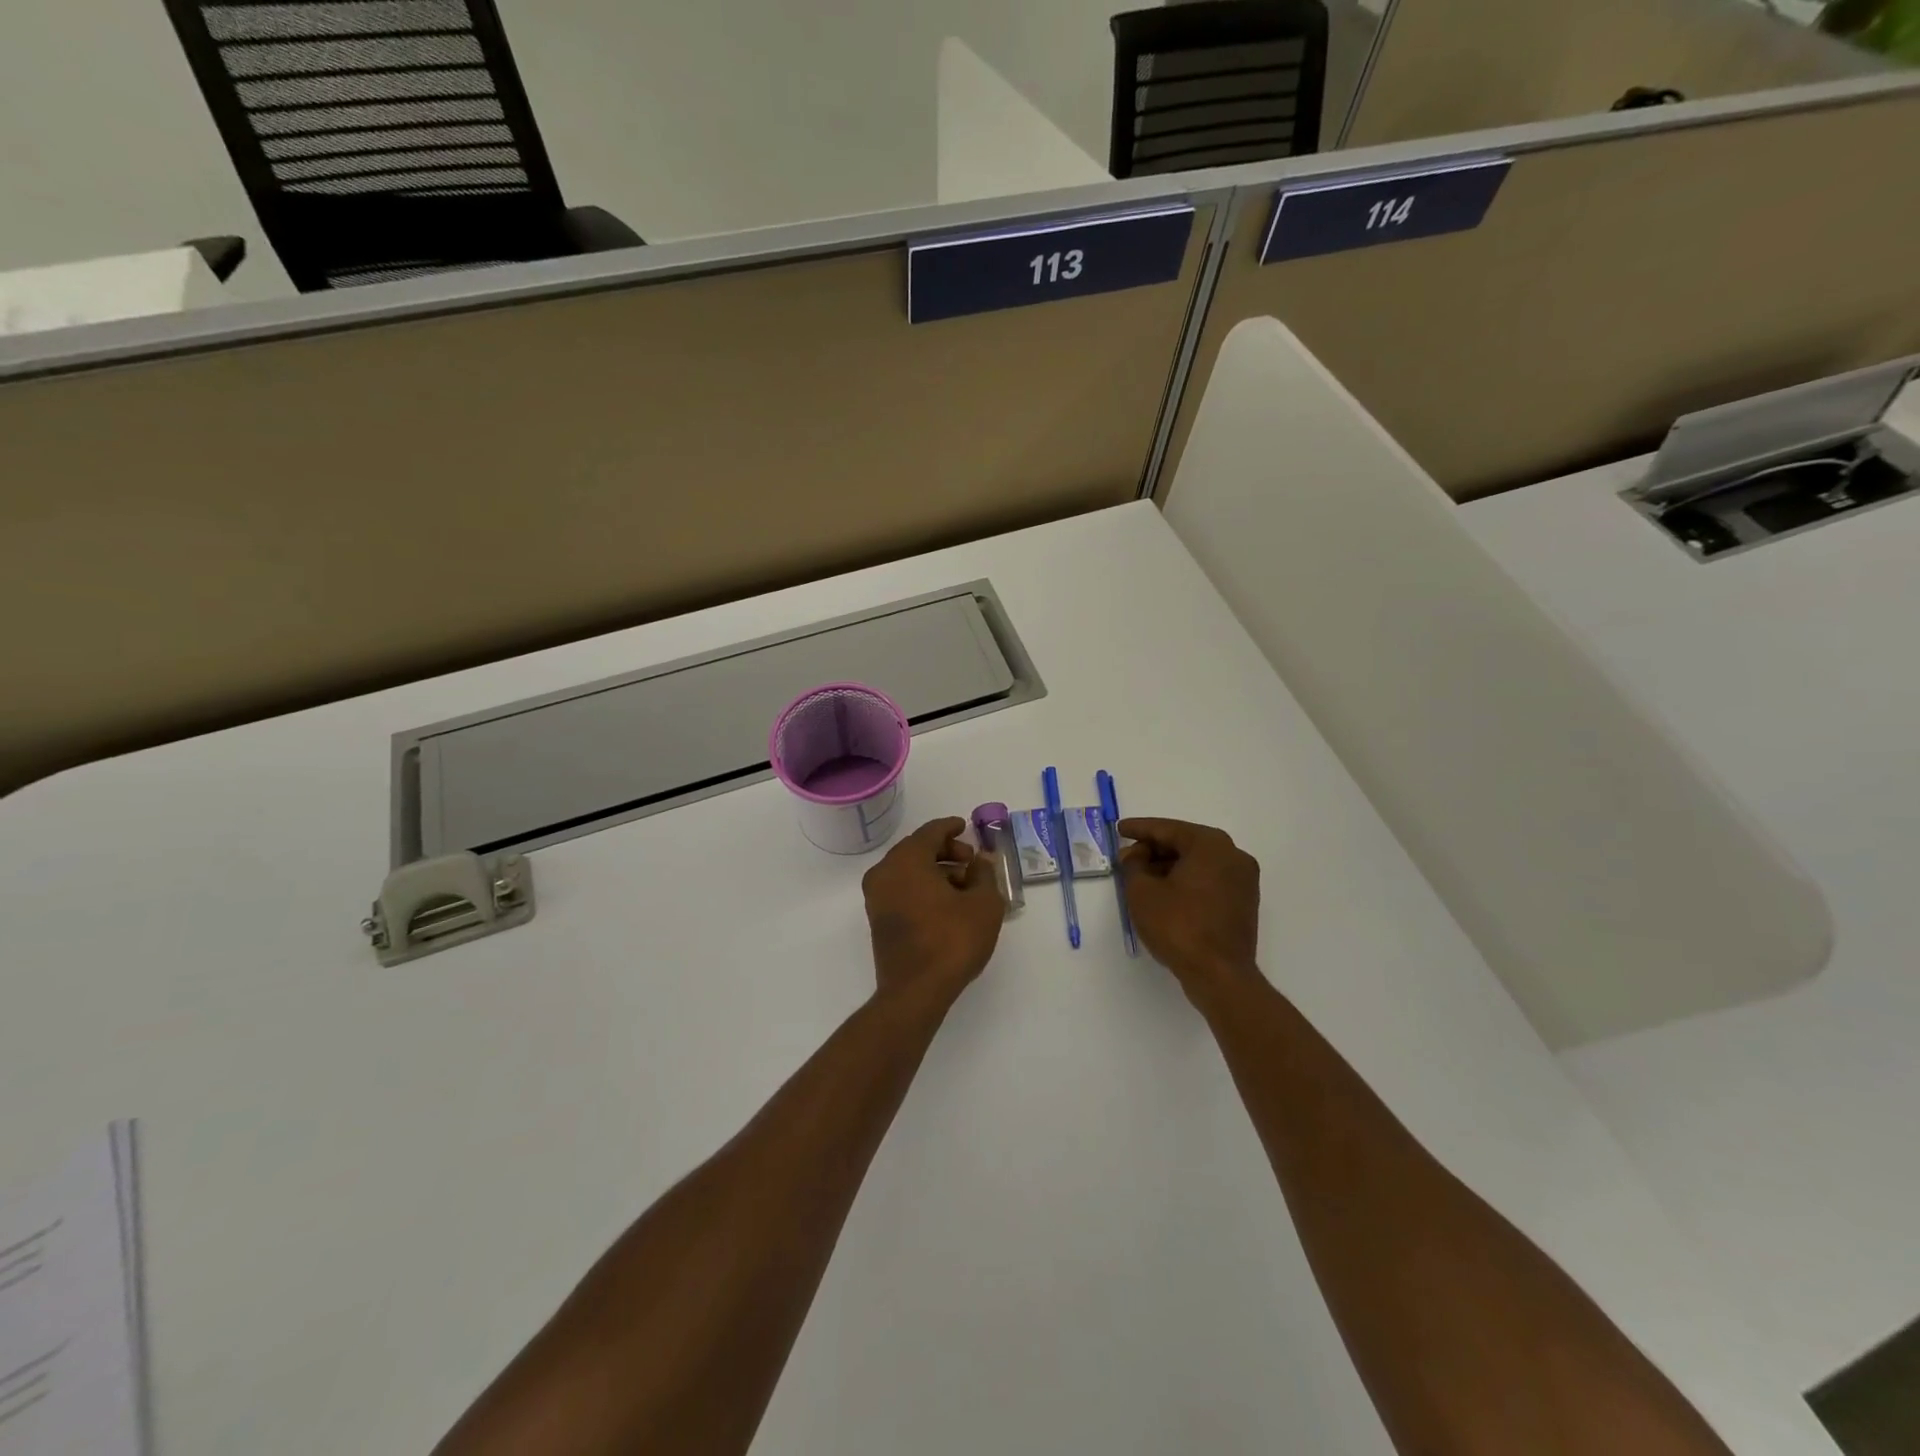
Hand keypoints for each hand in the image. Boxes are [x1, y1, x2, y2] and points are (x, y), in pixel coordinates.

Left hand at [862, 817, 1004, 1005]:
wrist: (915, 991)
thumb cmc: (952, 940)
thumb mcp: (983, 904)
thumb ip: (984, 874)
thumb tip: (980, 860)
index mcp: (907, 859)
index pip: (931, 832)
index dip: (951, 827)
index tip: (966, 827)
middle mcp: (885, 872)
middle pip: (917, 849)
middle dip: (946, 851)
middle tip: (971, 862)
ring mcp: (877, 897)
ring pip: (909, 871)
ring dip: (936, 871)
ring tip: (966, 886)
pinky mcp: (878, 919)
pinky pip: (902, 889)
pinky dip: (923, 887)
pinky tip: (948, 903)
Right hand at [1119, 818, 1263, 1005]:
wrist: (1219, 975)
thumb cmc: (1178, 926)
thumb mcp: (1142, 892)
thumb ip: (1134, 865)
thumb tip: (1136, 856)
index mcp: (1210, 844)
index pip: (1167, 829)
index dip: (1139, 829)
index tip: (1119, 829)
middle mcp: (1232, 855)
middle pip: (1185, 844)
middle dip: (1153, 850)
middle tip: (1127, 858)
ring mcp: (1243, 879)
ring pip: (1197, 863)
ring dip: (1169, 867)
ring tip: (1141, 878)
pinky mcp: (1244, 902)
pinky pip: (1209, 880)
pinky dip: (1186, 881)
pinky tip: (1164, 893)